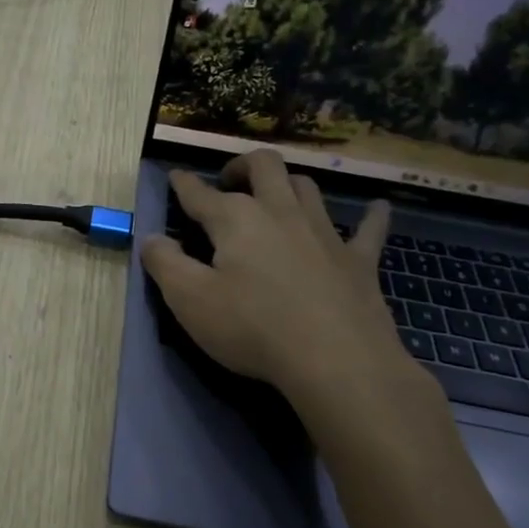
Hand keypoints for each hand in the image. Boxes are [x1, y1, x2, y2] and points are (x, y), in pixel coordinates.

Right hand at [139, 150, 424, 417]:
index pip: (200, 193)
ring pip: (307, 187)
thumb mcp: (190, 300)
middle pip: (263, 166)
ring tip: (278, 194)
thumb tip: (150, 237)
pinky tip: (378, 207)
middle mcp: (279, 211)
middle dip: (242, 166)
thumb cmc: (253, 328)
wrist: (337, 361)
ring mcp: (323, 232)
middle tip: (230, 181)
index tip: (174, 177)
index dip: (183, 184)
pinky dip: (371, 216)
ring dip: (289, 183)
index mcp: (236, 219)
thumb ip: (164, 264)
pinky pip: (369, 229)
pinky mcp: (358, 260)